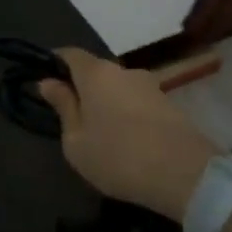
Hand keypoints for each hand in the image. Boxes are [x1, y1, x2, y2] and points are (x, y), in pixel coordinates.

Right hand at [36, 47, 220, 221]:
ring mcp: (151, 87)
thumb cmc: (118, 157)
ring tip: (100, 135)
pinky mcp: (171, 106)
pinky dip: (126, 115)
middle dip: (81, 89)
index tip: (44, 83)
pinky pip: (137, 103)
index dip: (54, 64)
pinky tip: (125, 142)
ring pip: (118, 89)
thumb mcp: (76, 140)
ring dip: (106, 104)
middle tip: (71, 118)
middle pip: (95, 72)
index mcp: (96, 74)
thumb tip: (49, 83)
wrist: (187, 178)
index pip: (69, 54)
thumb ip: (63, 107)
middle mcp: (124, 71)